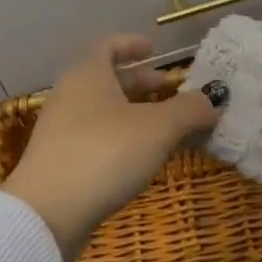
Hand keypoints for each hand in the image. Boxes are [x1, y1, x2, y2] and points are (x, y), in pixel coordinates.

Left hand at [4, 35, 221, 261]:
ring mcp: (60, 131)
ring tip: (164, 128)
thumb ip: (190, 109)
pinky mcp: (59, 164)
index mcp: (88, 74)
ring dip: (133, 113)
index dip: (132, 45)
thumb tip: (215, 97)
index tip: (154, 50)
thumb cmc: (104, 153)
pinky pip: (95, 137)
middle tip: (169, 91)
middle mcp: (70, 95)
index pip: (108, 45)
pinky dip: (120, 138)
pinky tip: (141, 158)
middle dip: (140, 83)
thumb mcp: (157, 128)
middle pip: (107, 79)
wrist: (46, 215)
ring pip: (102, 110)